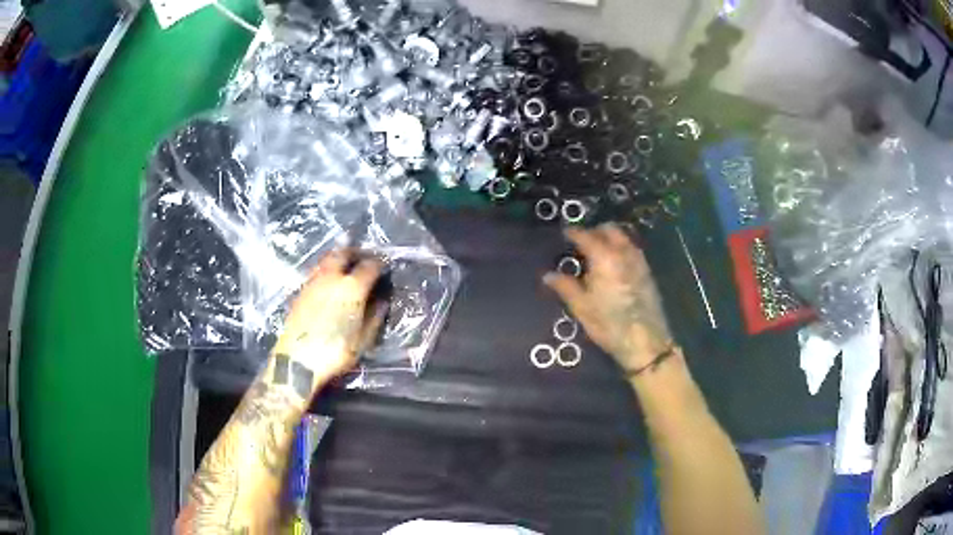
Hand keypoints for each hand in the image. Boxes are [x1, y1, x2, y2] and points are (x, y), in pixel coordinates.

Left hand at [275, 249, 387, 379]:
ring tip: (348, 266)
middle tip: (365, 258)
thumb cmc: (335, 352)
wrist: (297, 361)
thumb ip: (375, 316)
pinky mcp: (301, 291)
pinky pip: (317, 271)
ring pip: (327, 259)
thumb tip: (382, 301)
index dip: (380, 265)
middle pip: (344, 253)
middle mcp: (332, 277)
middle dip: (356, 253)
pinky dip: (327, 270)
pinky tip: (331, 282)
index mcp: (352, 287)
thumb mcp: (363, 340)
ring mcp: (313, 282)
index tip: (385, 268)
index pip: (370, 266)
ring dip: (340, 258)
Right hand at [544, 223, 672, 373]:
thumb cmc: (609, 324)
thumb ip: (565, 287)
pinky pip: (632, 250)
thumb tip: (548, 275)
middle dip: (594, 231)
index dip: (573, 233)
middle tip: (581, 242)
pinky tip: (613, 265)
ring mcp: (639, 261)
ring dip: (610, 238)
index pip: (586, 236)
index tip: (564, 234)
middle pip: (609, 230)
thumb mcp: (581, 307)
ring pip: (623, 238)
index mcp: (604, 257)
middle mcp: (623, 253)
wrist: (645, 341)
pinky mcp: (647, 272)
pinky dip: (621, 249)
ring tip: (597, 253)